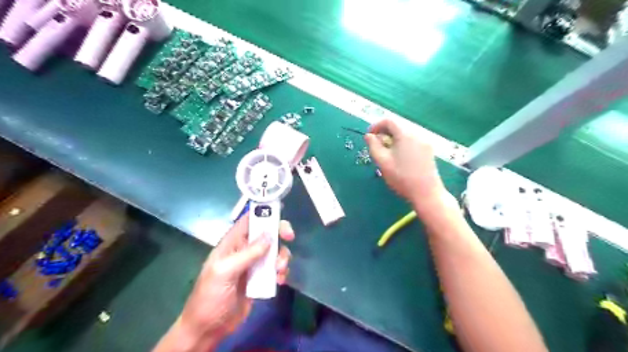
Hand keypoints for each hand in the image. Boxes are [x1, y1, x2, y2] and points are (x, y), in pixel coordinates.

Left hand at [176, 214, 293, 339]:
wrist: (208, 329)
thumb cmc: (210, 297)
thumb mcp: (225, 272)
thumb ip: (247, 254)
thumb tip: (269, 236)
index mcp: (232, 244)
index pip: (248, 221)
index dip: (263, 213)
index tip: (280, 212)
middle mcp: (244, 250)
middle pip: (266, 233)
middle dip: (279, 233)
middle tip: (289, 237)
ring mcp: (253, 265)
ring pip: (274, 251)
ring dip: (282, 257)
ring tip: (279, 270)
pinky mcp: (261, 279)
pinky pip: (276, 269)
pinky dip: (282, 272)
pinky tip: (279, 281)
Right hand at [368, 118, 450, 210]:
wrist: (426, 193)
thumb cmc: (401, 177)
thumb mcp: (382, 162)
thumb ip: (373, 146)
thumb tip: (368, 136)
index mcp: (405, 134)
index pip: (388, 121)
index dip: (376, 126)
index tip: (369, 136)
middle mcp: (417, 134)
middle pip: (398, 127)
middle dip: (384, 133)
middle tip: (376, 146)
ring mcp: (425, 142)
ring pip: (405, 134)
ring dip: (393, 139)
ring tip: (387, 153)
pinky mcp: (429, 150)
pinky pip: (412, 141)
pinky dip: (402, 144)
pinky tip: (400, 158)